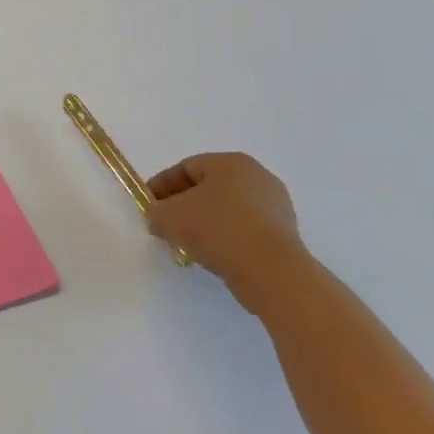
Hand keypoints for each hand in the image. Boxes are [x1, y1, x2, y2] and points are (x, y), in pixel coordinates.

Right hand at [145, 153, 312, 312]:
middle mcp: (257, 176)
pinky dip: (226, 237)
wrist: (272, 271)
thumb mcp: (169, 217)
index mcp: (230, 162)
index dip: (161, 186)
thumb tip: (158, 217)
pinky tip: (213, 254)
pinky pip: (245, 229)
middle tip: (165, 224)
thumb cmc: (217, 229)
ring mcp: (276, 205)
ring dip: (204, 222)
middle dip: (183, 204)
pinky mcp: (285, 233)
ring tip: (187, 244)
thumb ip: (155, 212)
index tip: (148, 206)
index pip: (186, 168)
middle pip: (208, 187)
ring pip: (227, 209)